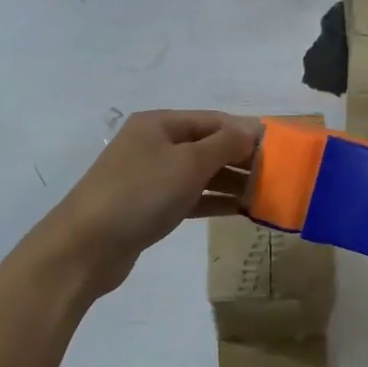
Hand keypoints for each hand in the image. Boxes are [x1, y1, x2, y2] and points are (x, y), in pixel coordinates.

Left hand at [32, 110, 258, 295]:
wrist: (86, 246)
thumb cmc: (141, 194)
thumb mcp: (188, 163)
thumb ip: (224, 144)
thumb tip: (251, 129)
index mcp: (160, 124)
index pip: (213, 120)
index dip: (246, 132)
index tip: (280, 150)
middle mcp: (154, 144)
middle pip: (207, 145)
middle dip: (241, 159)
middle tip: (277, 177)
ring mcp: (149, 177)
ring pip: (199, 174)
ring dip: (231, 182)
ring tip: (265, 196)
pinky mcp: (148, 207)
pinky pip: (189, 197)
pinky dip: (213, 201)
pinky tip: (239, 211)